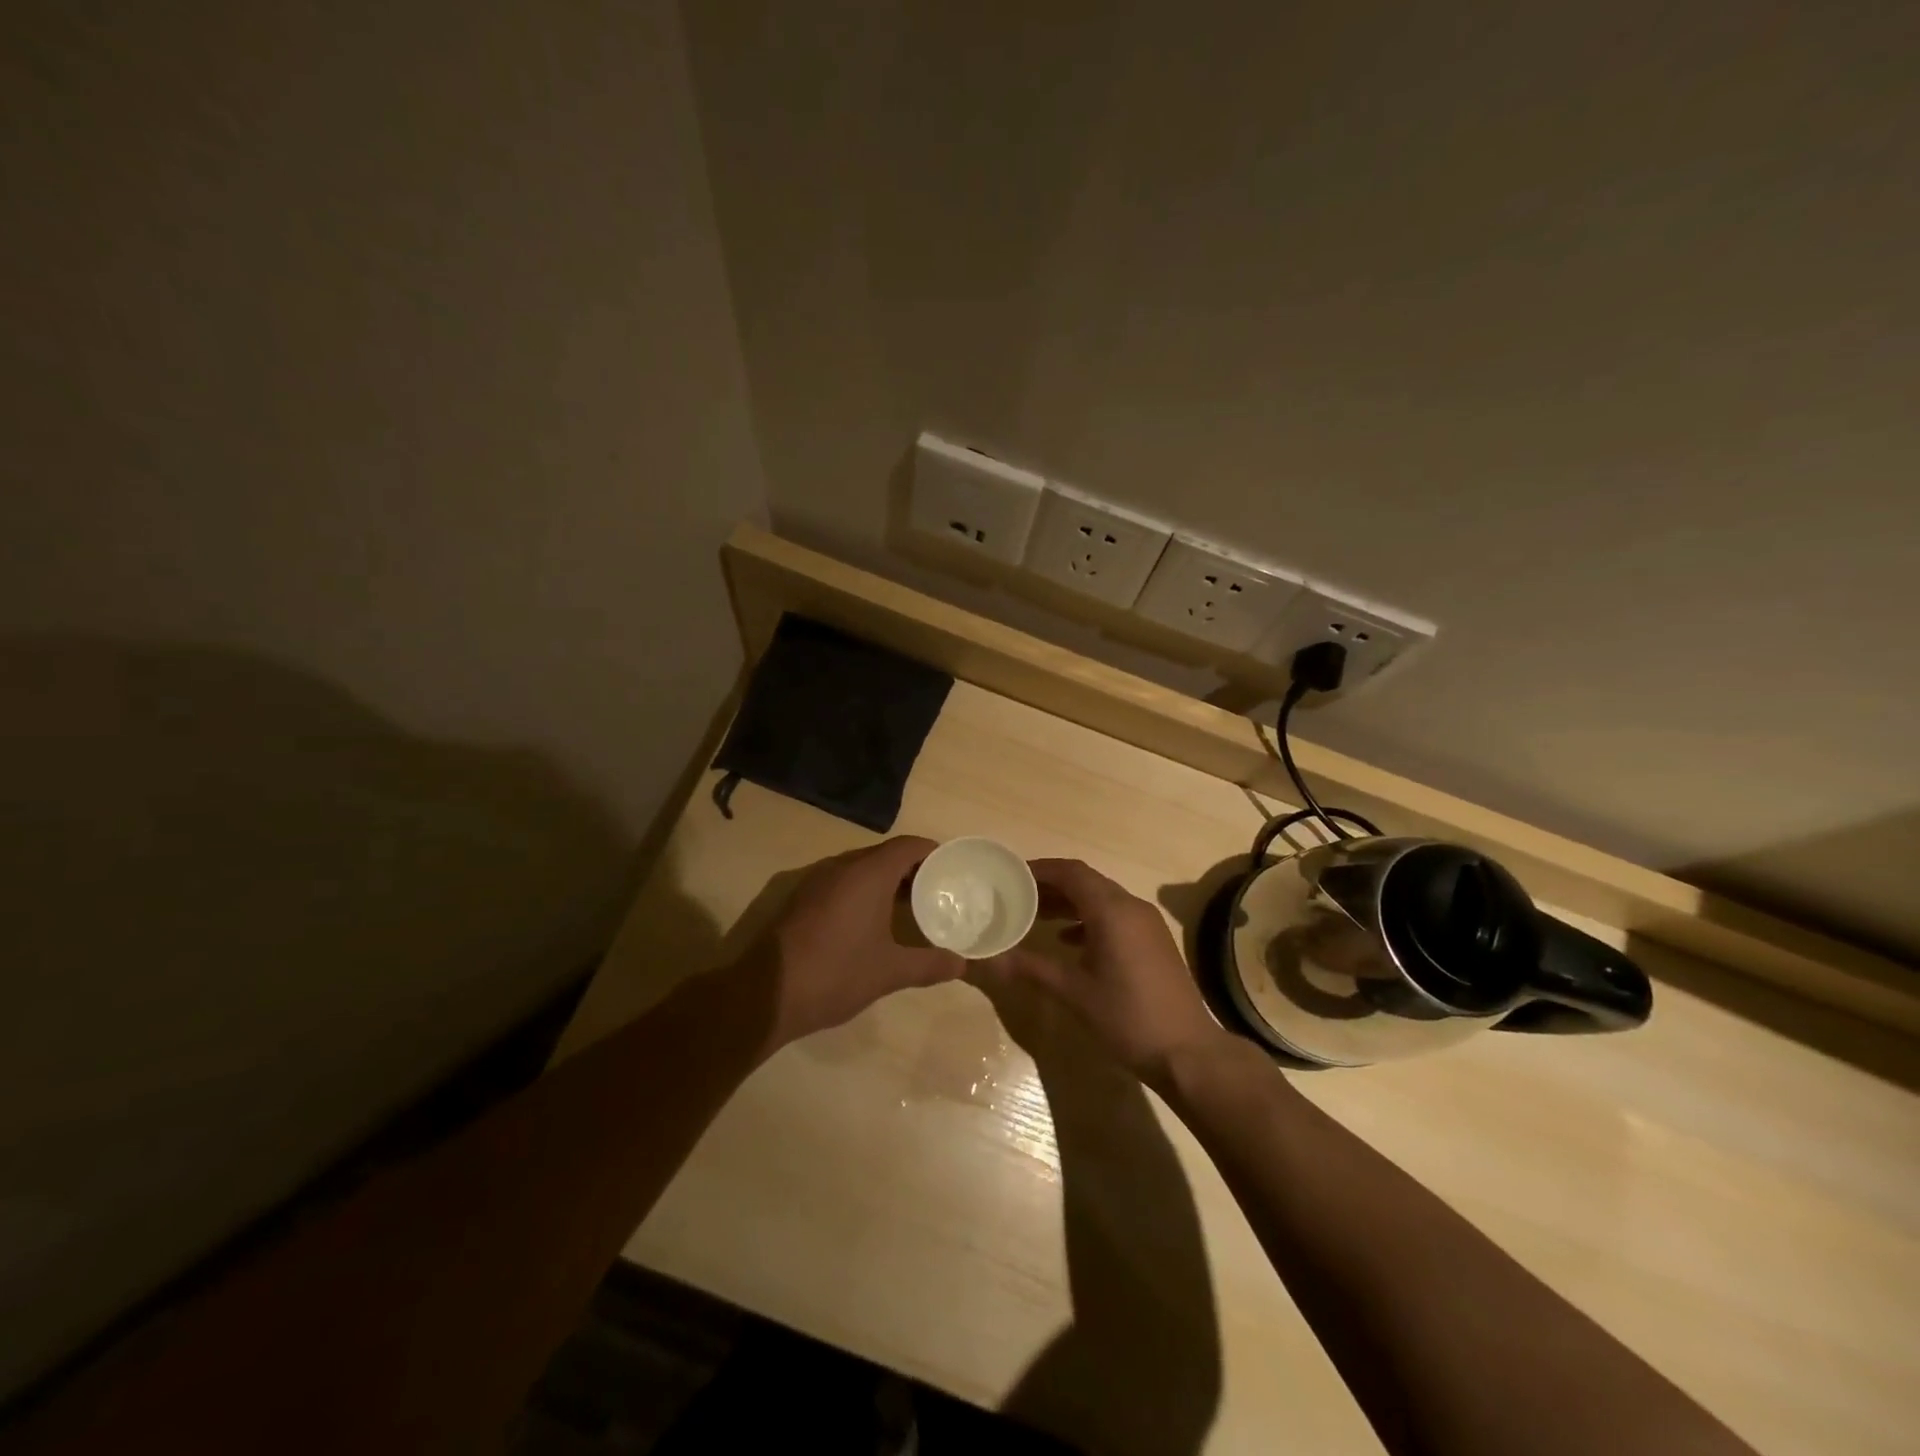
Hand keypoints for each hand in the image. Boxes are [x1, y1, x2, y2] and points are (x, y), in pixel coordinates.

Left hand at [742, 835, 963, 1047]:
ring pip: (860, 868)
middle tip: (937, 890)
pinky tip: (872, 921)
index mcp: (867, 873)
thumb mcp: (889, 972)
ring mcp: (817, 880)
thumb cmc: (835, 973)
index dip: (933, 853)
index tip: (953, 869)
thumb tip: (962, 964)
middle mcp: (841, 866)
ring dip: (886, 881)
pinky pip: (841, 882)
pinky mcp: (801, 898)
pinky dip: (863, 891)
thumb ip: (928, 964)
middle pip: (885, 854)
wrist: (765, 993)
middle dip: (912, 869)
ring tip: (910, 906)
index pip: (908, 846)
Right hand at [985, 859, 1226, 1087]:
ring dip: (1069, 903)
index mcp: (1112, 911)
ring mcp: (1146, 924)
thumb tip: (989, 959)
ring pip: (1101, 899)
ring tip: (1035, 915)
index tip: (1012, 874)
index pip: (1072, 873)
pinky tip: (1068, 941)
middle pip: (1086, 882)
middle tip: (1017, 894)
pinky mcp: (1153, 942)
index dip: (1041, 869)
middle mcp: (1131, 907)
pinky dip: (1088, 919)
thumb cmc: (1127, 1017)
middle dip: (1052, 885)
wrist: (1187, 1052)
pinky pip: (1115, 916)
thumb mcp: (1074, 992)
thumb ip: (1031, 968)